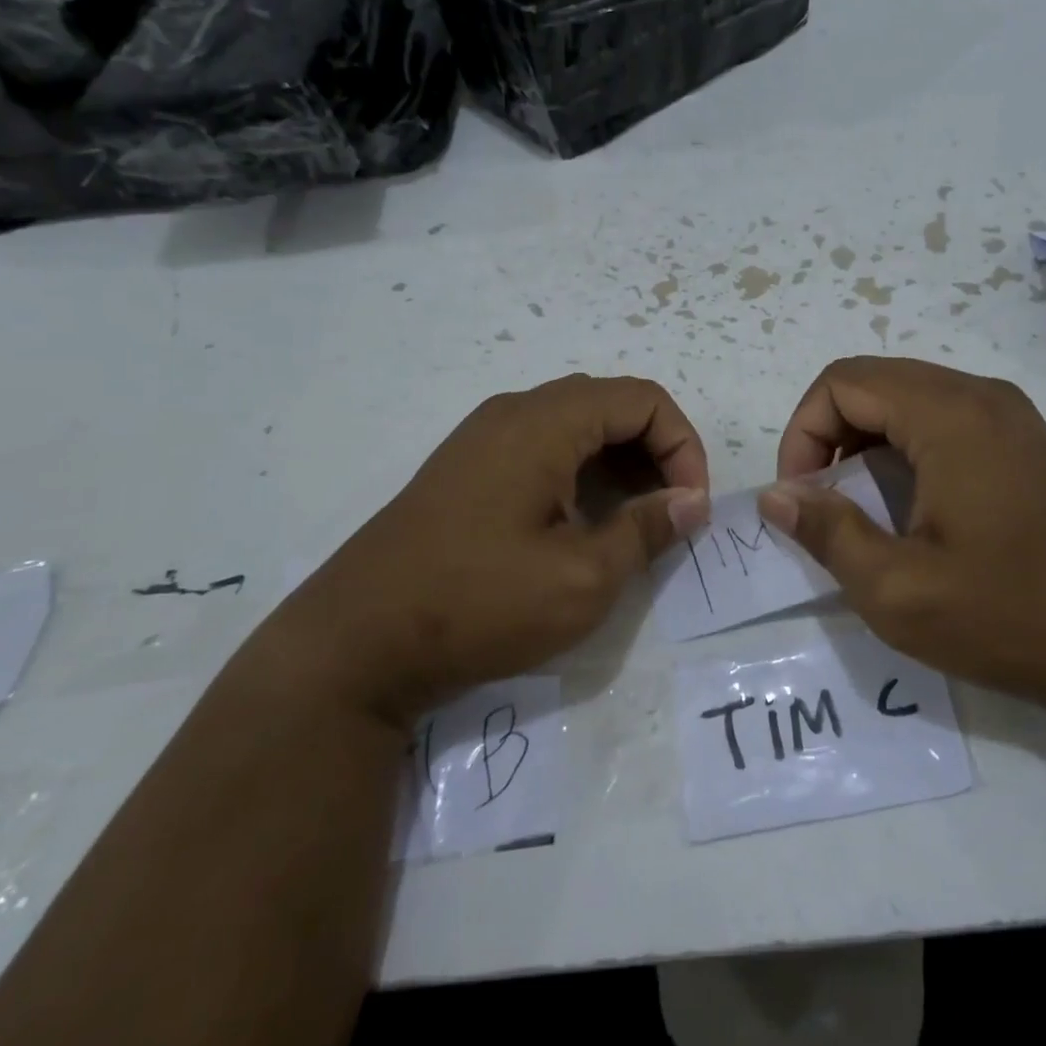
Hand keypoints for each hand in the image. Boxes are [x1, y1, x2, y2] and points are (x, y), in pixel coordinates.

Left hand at [260, 375, 709, 725]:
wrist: (354, 645)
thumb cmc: (478, 604)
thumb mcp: (582, 579)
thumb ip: (646, 530)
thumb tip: (690, 502)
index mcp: (543, 423)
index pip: (642, 400)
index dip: (683, 445)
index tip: (691, 506)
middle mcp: (513, 414)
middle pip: (610, 406)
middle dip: (656, 451)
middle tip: (671, 511)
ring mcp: (484, 440)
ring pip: (577, 427)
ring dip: (621, 463)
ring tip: (636, 521)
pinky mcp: (468, 471)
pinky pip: (544, 450)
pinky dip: (583, 473)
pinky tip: (584, 523)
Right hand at [762, 357, 1045, 719]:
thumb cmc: (1011, 616)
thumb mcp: (898, 590)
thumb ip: (827, 533)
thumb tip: (775, 495)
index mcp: (949, 414)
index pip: (842, 383)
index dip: (803, 433)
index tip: (801, 498)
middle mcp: (980, 395)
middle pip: (873, 383)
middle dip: (829, 436)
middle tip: (822, 504)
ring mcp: (1009, 416)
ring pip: (906, 399)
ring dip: (864, 443)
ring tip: (859, 509)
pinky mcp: (1023, 443)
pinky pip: (941, 420)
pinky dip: (903, 450)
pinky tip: (907, 508)